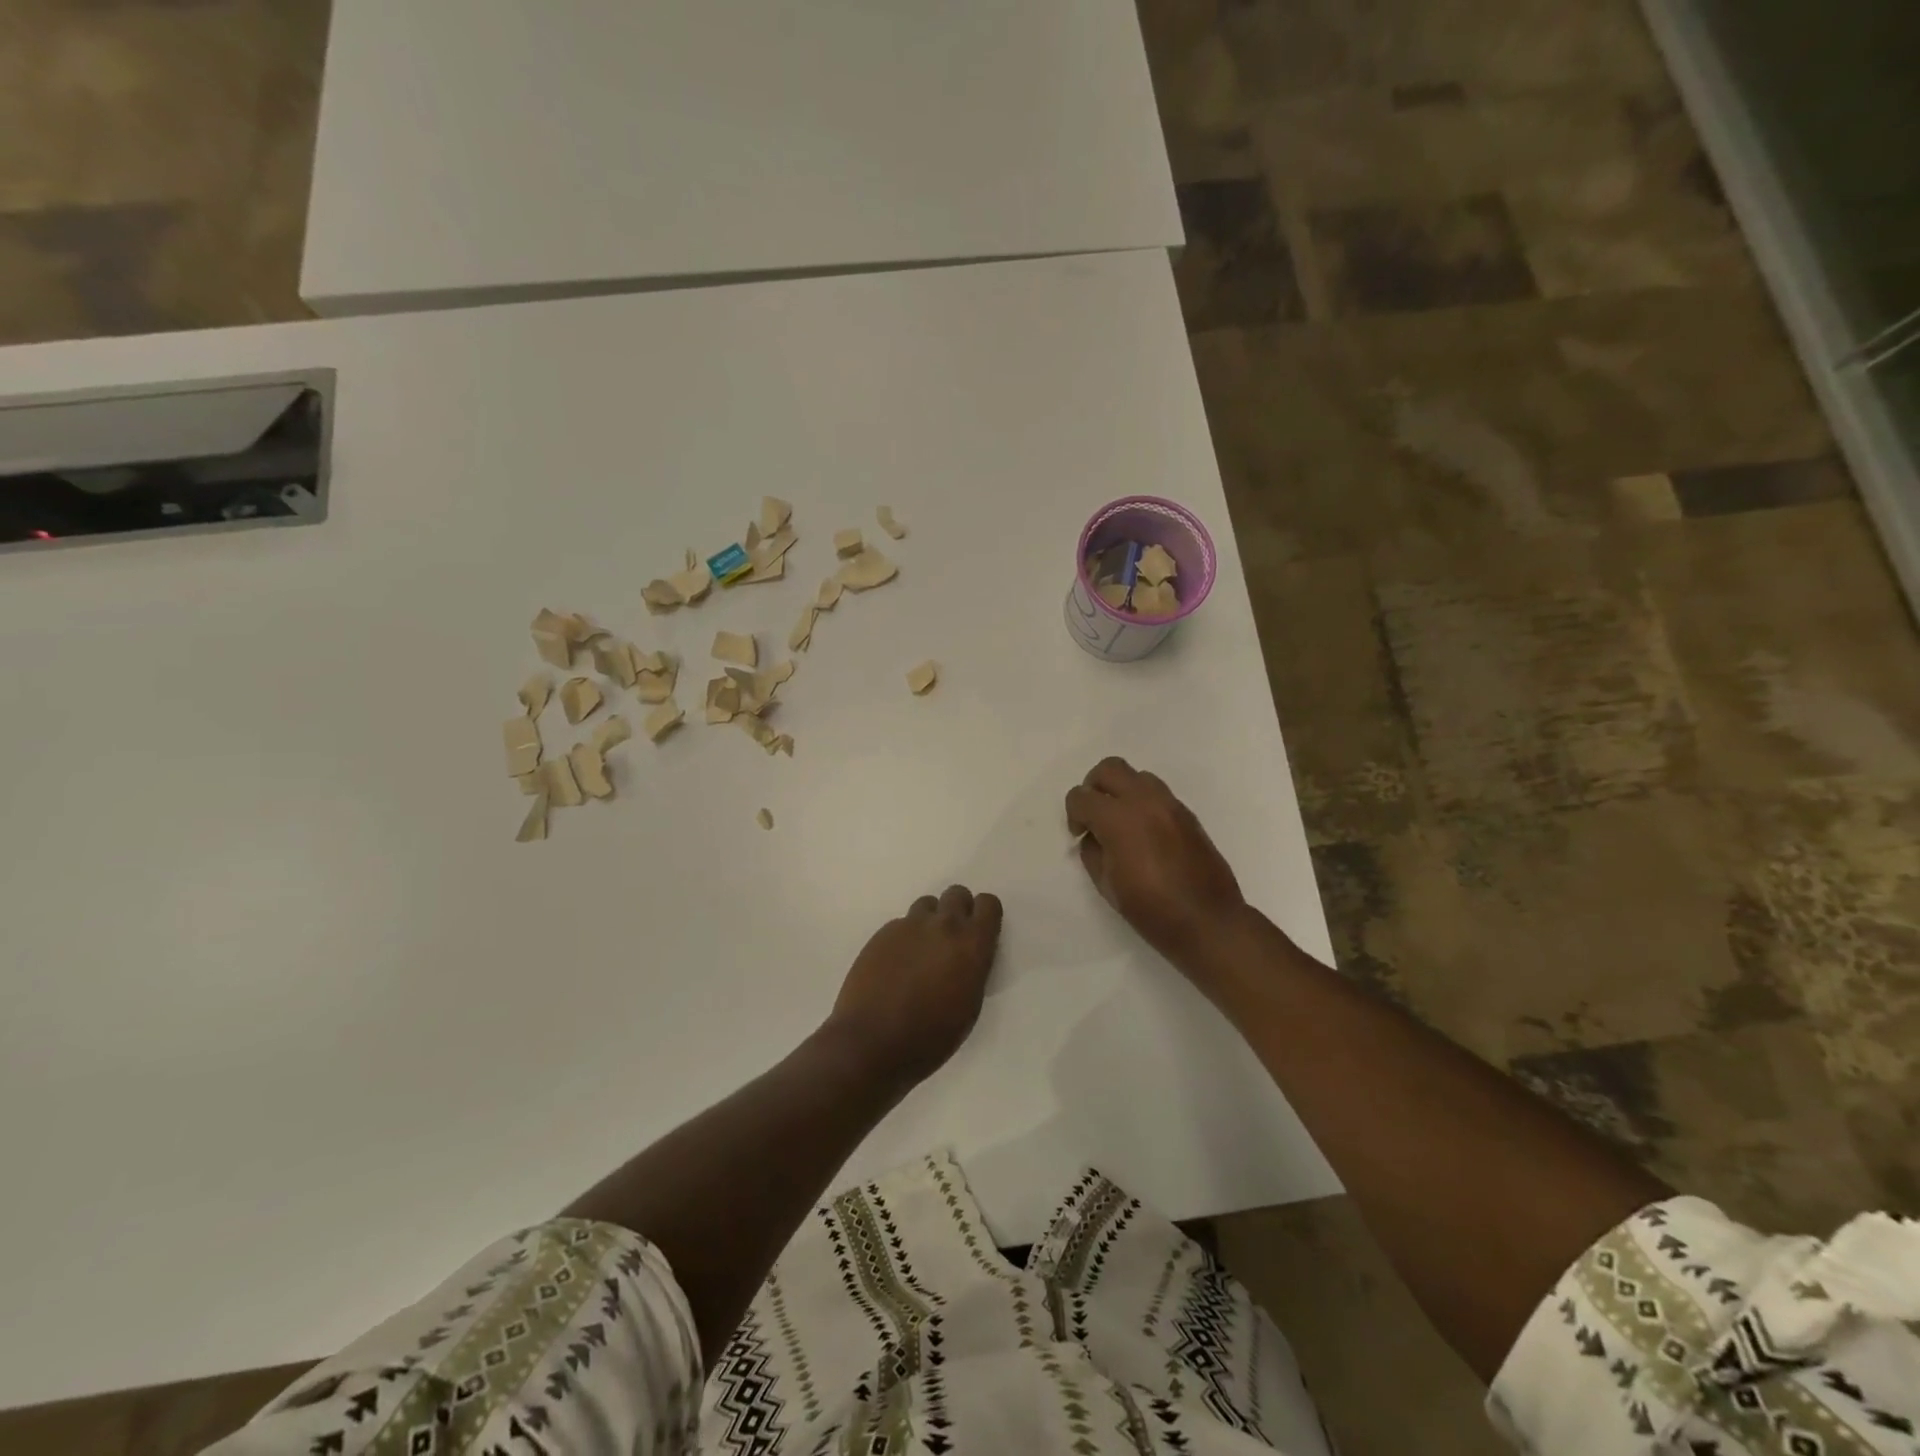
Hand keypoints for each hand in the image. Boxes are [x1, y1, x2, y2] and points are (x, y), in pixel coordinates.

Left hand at [825, 885, 1003, 1086]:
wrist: (872, 1042)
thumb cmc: (930, 1037)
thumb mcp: (969, 1006)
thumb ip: (972, 968)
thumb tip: (966, 956)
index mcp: (971, 944)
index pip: (989, 904)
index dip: (985, 916)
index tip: (979, 934)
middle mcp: (943, 925)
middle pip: (957, 894)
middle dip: (957, 911)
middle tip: (950, 941)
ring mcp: (909, 925)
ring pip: (927, 905)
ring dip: (929, 922)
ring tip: (921, 953)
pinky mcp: (882, 932)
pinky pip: (901, 924)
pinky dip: (904, 938)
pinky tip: (895, 966)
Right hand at [1065, 757, 1245, 963]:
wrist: (1208, 921)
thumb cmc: (1151, 909)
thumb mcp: (1107, 885)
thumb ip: (1093, 851)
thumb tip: (1094, 836)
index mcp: (1119, 820)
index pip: (1081, 796)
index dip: (1073, 814)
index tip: (1080, 834)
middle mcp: (1145, 801)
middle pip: (1109, 768)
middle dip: (1094, 787)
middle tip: (1095, 816)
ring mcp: (1170, 805)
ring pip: (1137, 775)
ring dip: (1122, 791)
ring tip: (1121, 823)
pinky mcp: (1188, 814)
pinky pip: (1158, 793)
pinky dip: (1143, 802)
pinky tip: (1145, 833)